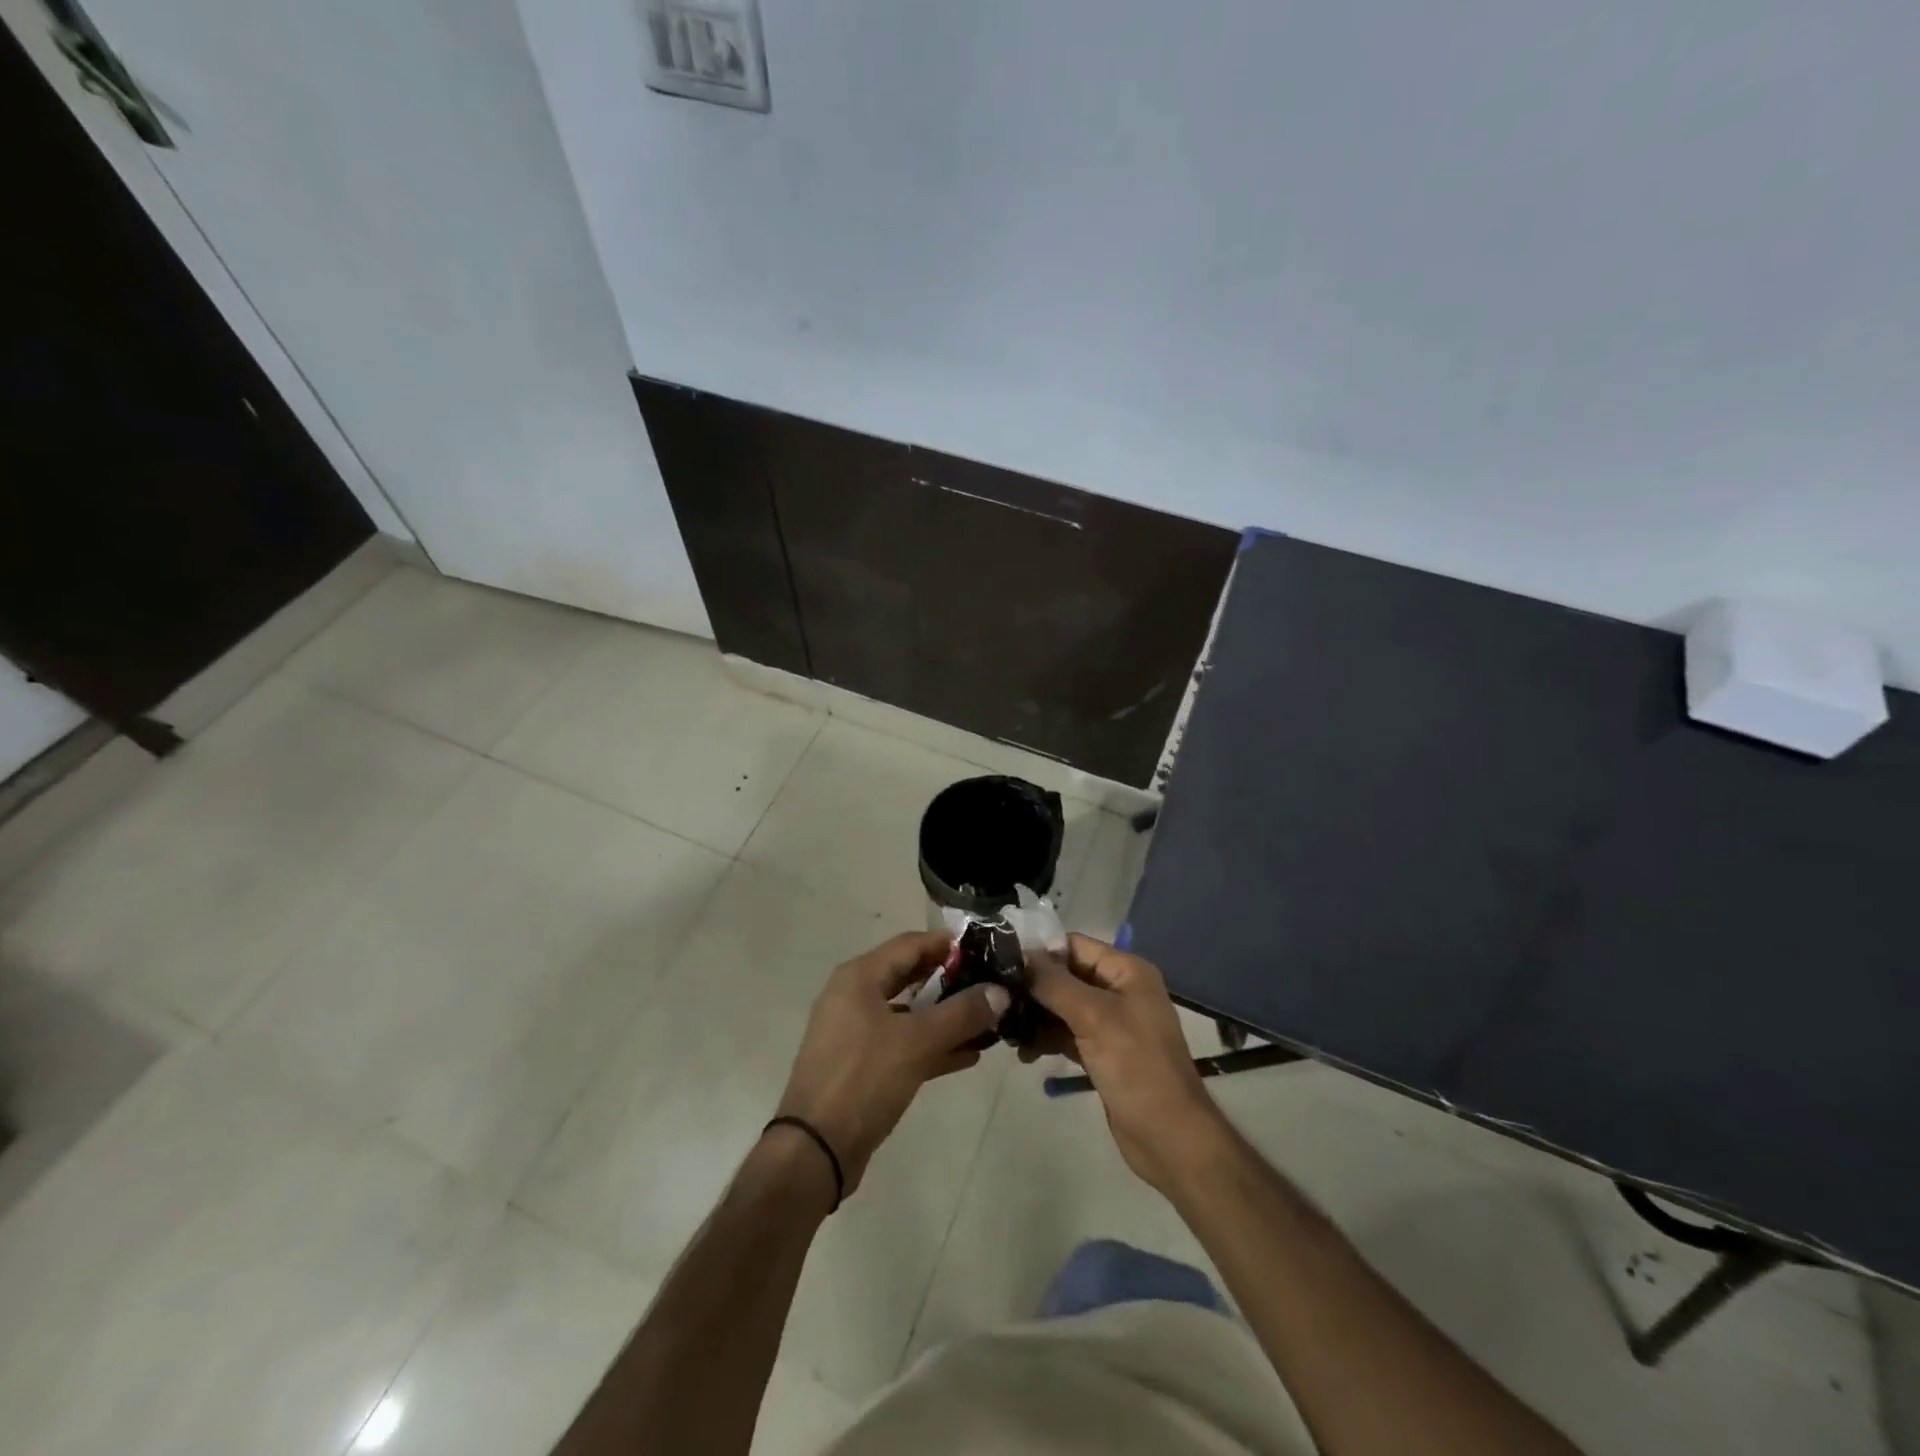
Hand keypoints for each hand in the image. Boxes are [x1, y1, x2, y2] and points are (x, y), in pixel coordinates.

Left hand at [775, 930, 1008, 1196]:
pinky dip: (931, 1046)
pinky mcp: (860, 1065)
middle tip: (990, 986)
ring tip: (987, 1023)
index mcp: (860, 977)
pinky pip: (902, 1044)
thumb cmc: (864, 1078)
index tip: (986, 951)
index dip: (948, 945)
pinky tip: (968, 1056)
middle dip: (950, 982)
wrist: (815, 1149)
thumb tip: (1001, 991)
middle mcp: (854, 996)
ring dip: (945, 1018)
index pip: (911, 944)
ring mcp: (855, 1032)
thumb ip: (962, 1014)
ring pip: (908, 1013)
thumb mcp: (918, 1041)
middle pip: (910, 976)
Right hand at [1026, 934, 1225, 1193]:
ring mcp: (1112, 1022)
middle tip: (997, 1000)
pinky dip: (1048, 1038)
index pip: (1074, 945)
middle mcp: (1119, 990)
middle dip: (1034, 987)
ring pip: (1064, 1006)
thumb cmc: (1136, 1067)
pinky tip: (1025, 1051)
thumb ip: (1055, 983)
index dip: (1040, 952)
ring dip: (1037, 1016)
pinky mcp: (1103, 1052)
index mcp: (1126, 971)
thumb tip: (1021, 954)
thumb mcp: (1093, 1017)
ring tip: (1006, 1030)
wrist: (1170, 1137)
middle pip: (1067, 975)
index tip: (1001, 963)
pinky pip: (1068, 1033)